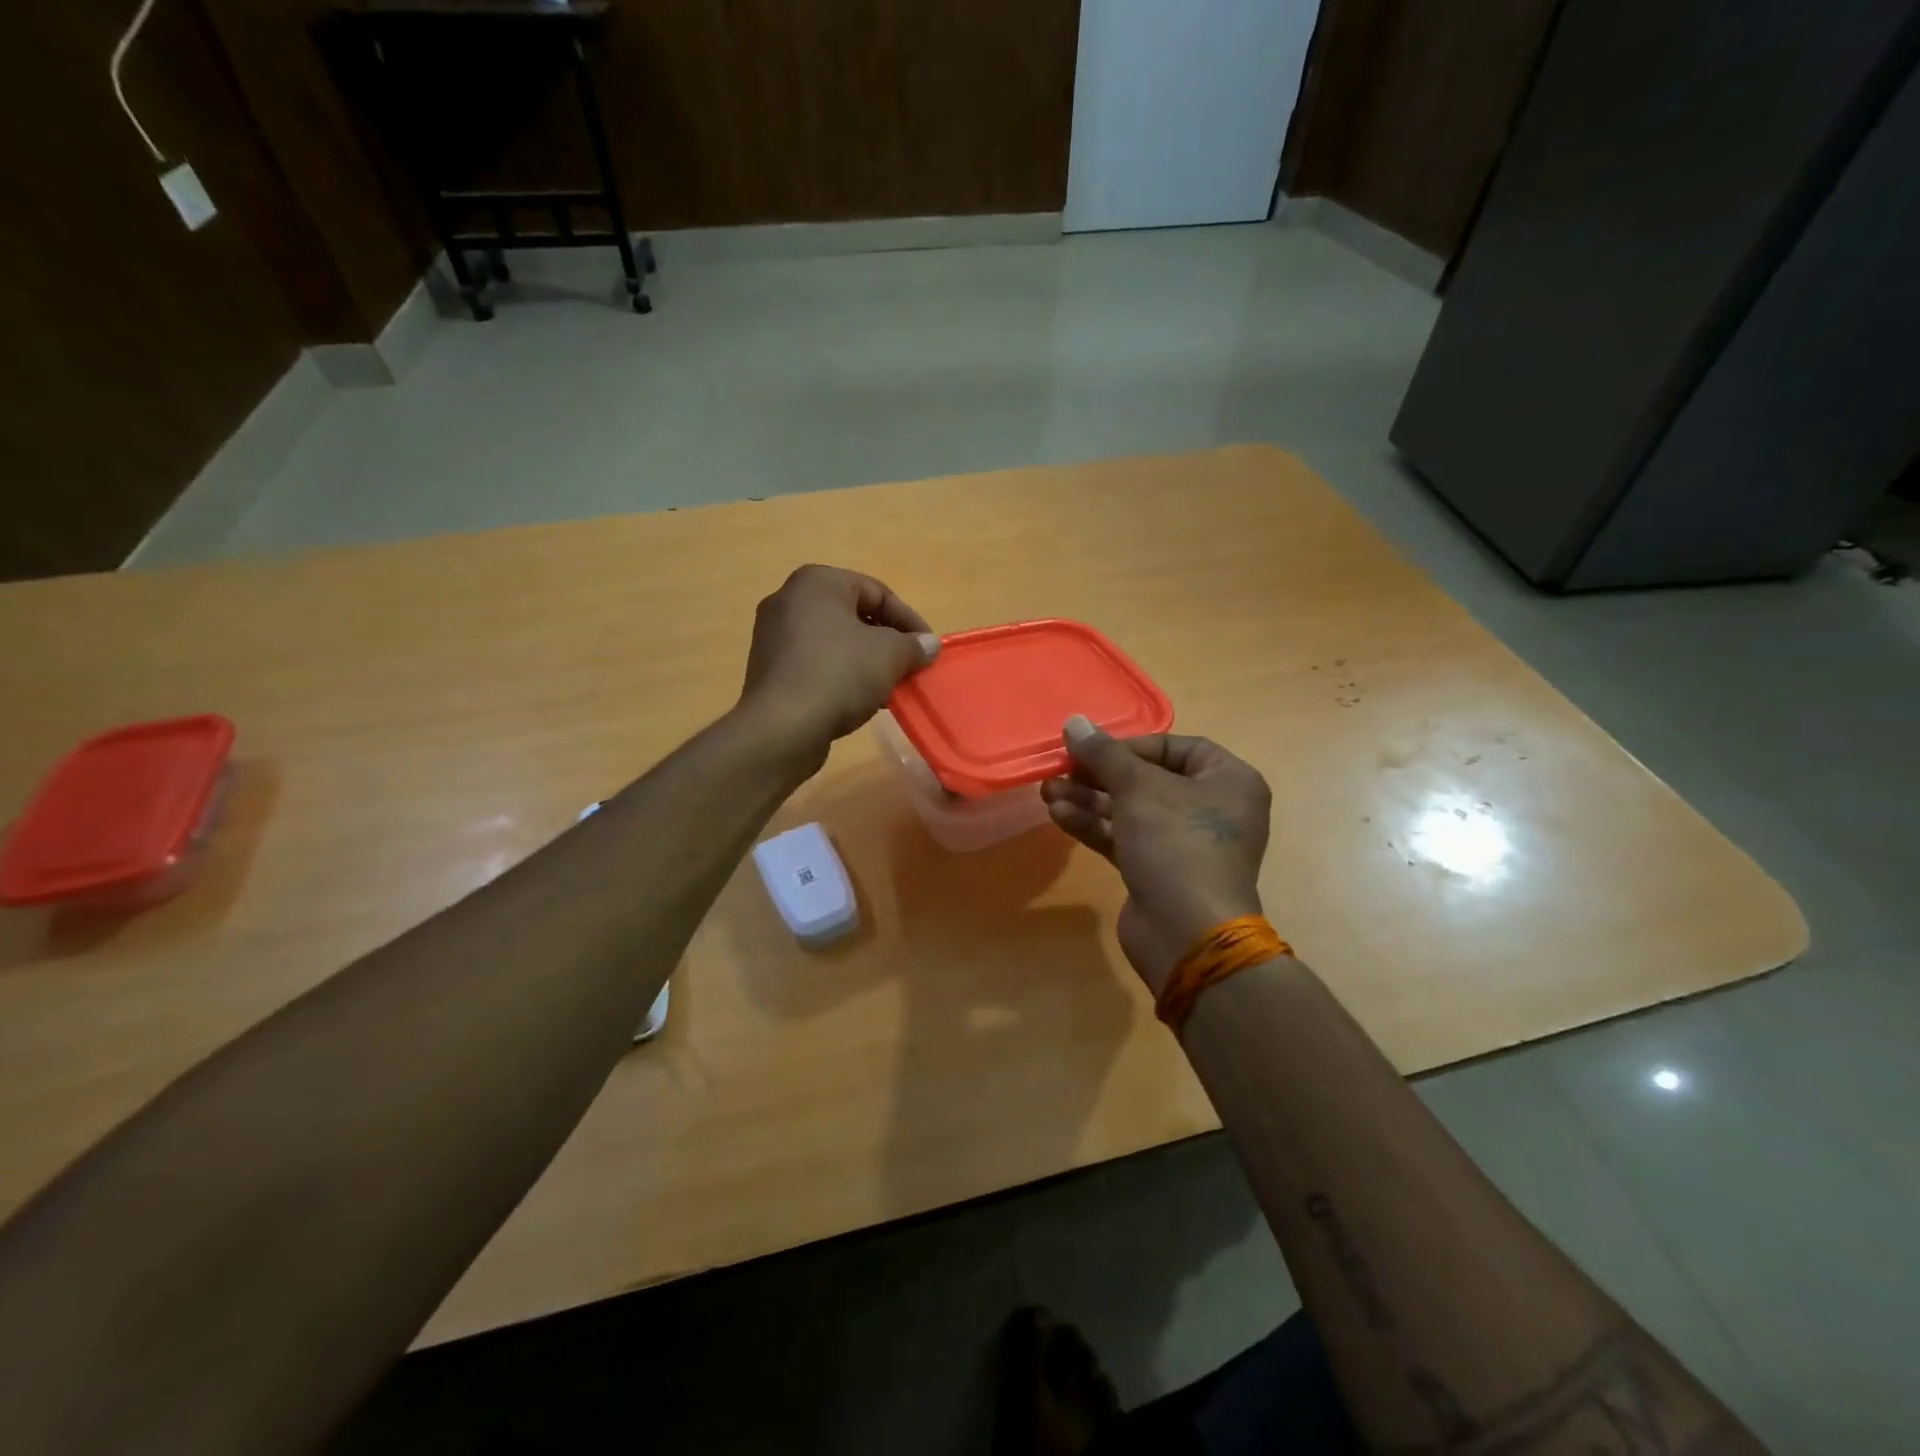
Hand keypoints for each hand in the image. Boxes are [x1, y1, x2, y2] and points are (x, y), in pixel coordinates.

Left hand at [739, 565, 939, 765]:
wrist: (783, 727)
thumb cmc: (839, 674)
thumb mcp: (890, 655)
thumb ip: (913, 645)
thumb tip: (928, 644)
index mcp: (817, 582)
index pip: (877, 592)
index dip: (909, 620)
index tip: (928, 648)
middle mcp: (788, 599)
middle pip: (853, 615)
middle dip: (887, 642)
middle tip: (910, 666)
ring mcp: (773, 635)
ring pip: (834, 642)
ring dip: (865, 661)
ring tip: (888, 687)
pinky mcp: (768, 669)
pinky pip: (814, 663)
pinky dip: (840, 675)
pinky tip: (859, 700)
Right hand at [1041, 716, 1271, 992]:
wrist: (1187, 934)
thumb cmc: (1176, 844)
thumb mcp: (1139, 789)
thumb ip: (1104, 754)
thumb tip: (1074, 722)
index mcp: (1228, 781)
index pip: (1176, 747)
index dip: (1131, 745)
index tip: (1093, 750)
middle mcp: (1212, 809)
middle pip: (1148, 780)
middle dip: (1099, 775)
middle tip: (1061, 770)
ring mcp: (1184, 844)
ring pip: (1131, 811)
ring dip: (1089, 800)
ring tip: (1047, 792)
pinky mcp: (1159, 871)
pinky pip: (1125, 838)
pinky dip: (1095, 826)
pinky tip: (1058, 816)